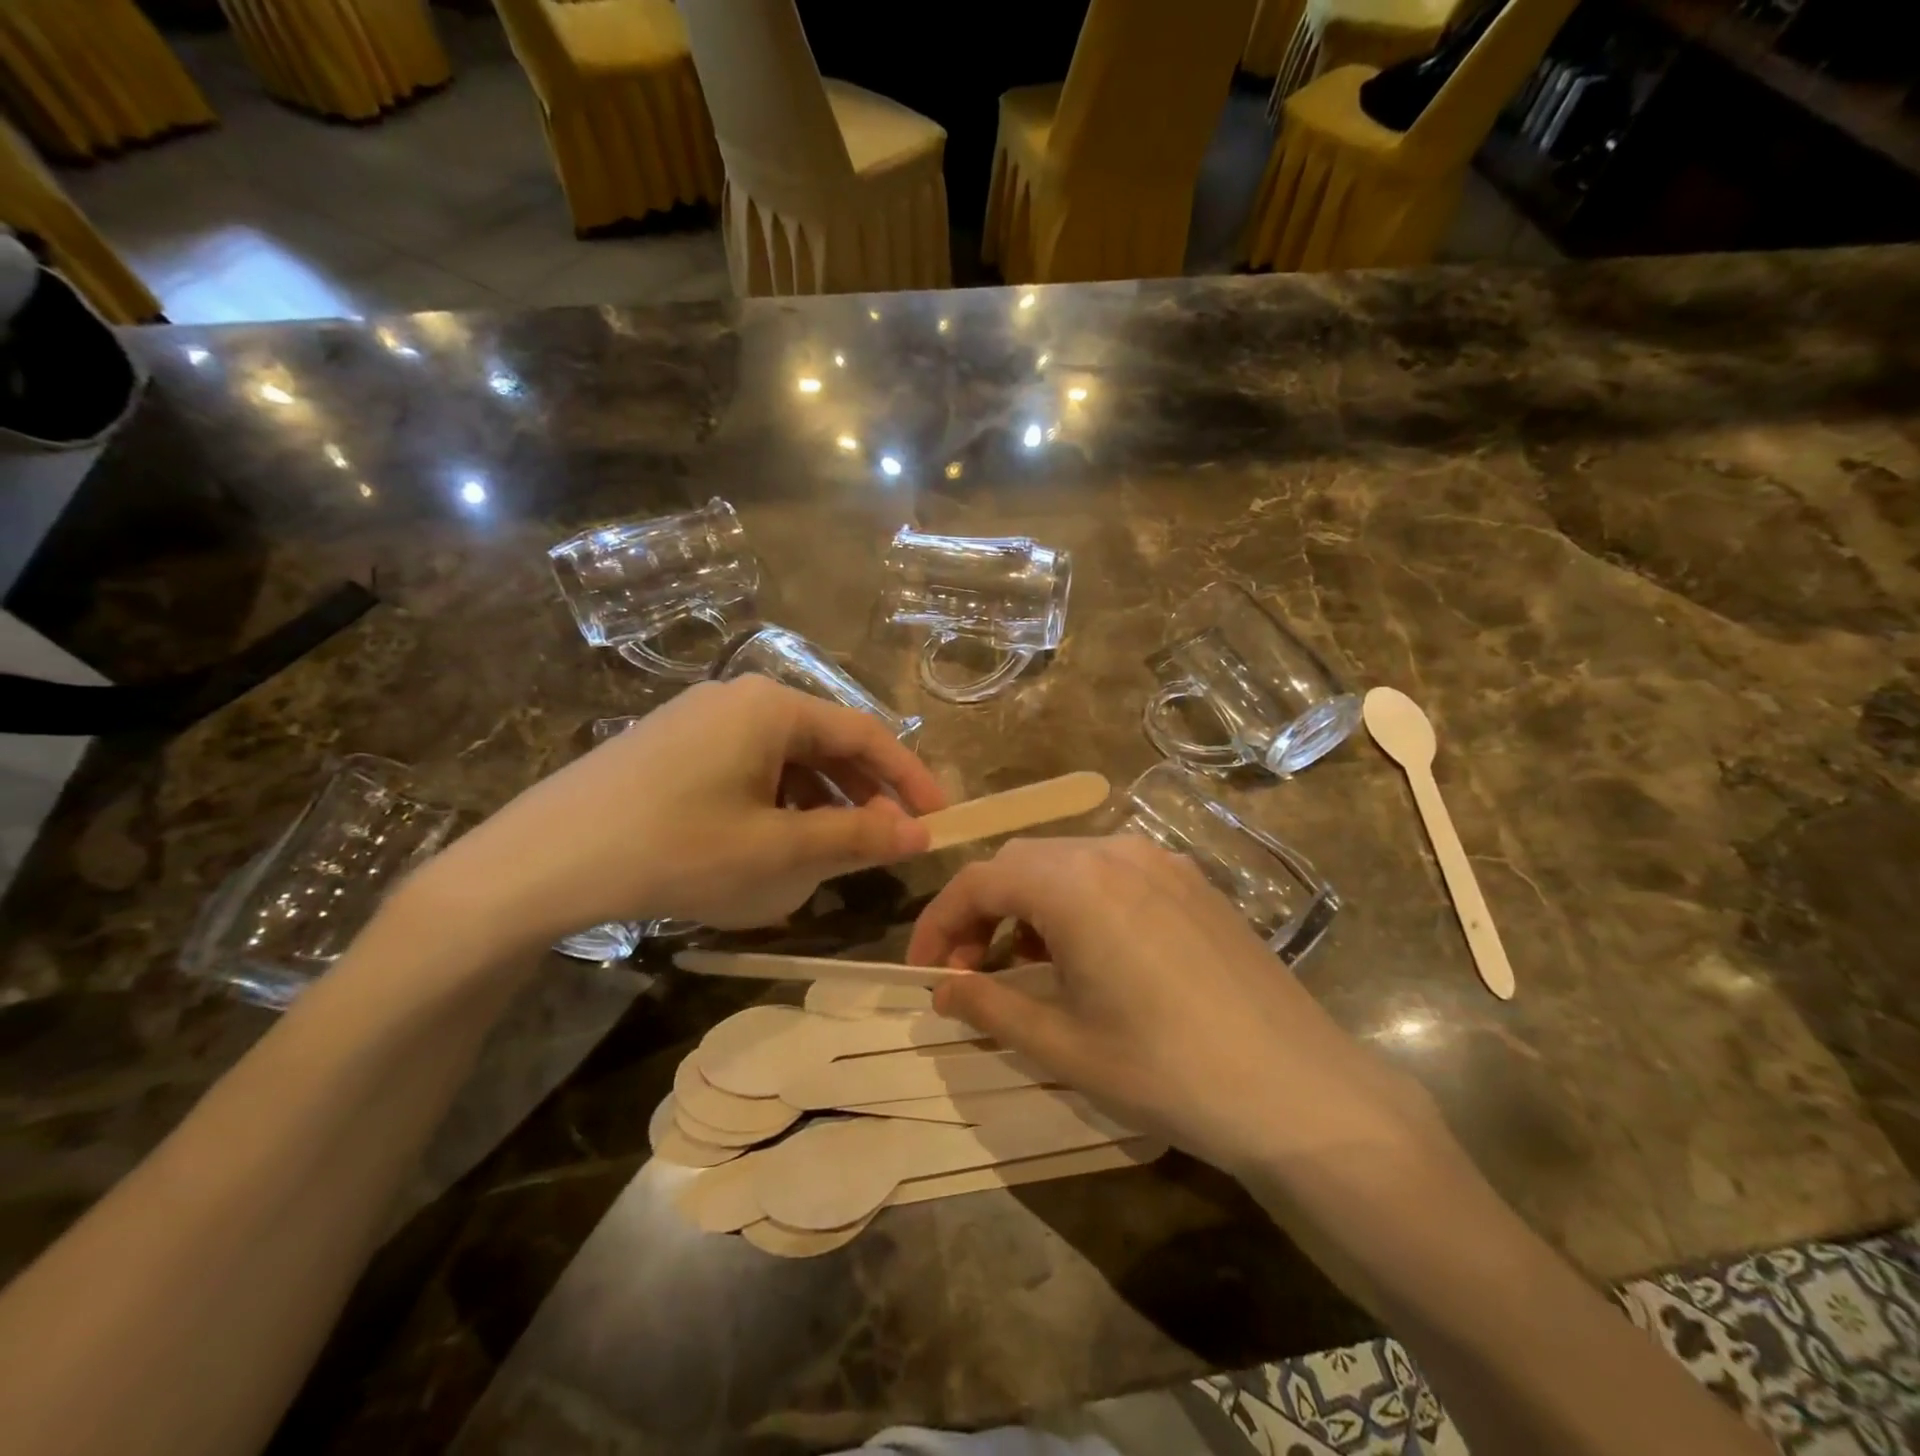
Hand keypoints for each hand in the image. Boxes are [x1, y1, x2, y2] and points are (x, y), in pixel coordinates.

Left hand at [415, 677, 947, 945]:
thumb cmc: (675, 849)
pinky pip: (747, 769)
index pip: (865, 734)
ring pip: (785, 759)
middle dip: (862, 795)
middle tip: (888, 843)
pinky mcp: (671, 747)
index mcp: (773, 706)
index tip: (938, 818)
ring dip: (819, 804)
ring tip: (831, 855)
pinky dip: (776, 804)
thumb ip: (856, 840)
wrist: (540, 863)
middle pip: (826, 743)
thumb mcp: (778, 851)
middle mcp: (740, 699)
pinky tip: (769, 845)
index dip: (908, 778)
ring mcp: (700, 719)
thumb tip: (919, 835)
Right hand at [908, 837, 1445, 1179]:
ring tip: (1023, 962)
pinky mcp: (1191, 880)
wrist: (1297, 1090)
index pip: (979, 881)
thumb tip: (940, 990)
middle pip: (1020, 862)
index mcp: (1074, 884)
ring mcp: (1159, 860)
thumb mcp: (1062, 1045)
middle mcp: (1113, 851)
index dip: (939, 923)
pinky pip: (1110, 871)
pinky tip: (1087, 951)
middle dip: (981, 910)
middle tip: (968, 971)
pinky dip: (1075, 900)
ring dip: (1028, 903)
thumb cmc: (1165, 1071)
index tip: (924, 972)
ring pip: (1065, 862)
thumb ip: (989, 1007)